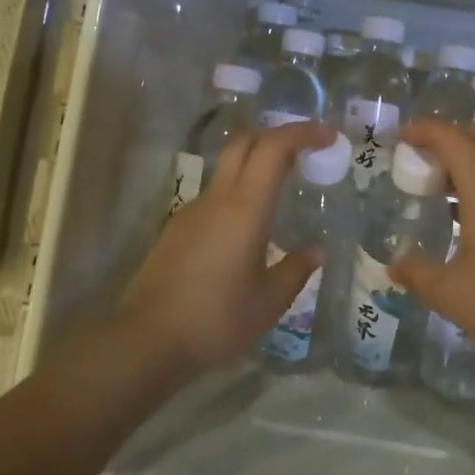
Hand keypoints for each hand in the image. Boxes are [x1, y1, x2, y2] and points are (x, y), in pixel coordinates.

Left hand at [120, 120, 334, 373]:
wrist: (146, 341)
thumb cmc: (215, 320)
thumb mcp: (268, 302)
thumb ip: (296, 270)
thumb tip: (315, 250)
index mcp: (244, 208)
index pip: (273, 148)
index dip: (302, 133)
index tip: (328, 137)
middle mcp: (217, 199)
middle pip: (245, 143)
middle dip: (277, 137)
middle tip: (306, 153)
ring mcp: (192, 211)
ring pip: (227, 168)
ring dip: (256, 164)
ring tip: (283, 189)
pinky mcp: (177, 228)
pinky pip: (214, 195)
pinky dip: (238, 192)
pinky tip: (248, 226)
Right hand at [389, 119, 474, 373]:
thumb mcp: (449, 293)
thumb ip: (416, 273)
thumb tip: (394, 266)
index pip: (454, 138)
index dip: (426, 129)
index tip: (403, 136)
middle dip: (451, 134)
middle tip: (424, 158)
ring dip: (471, 159)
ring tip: (443, 190)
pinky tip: (473, 220)